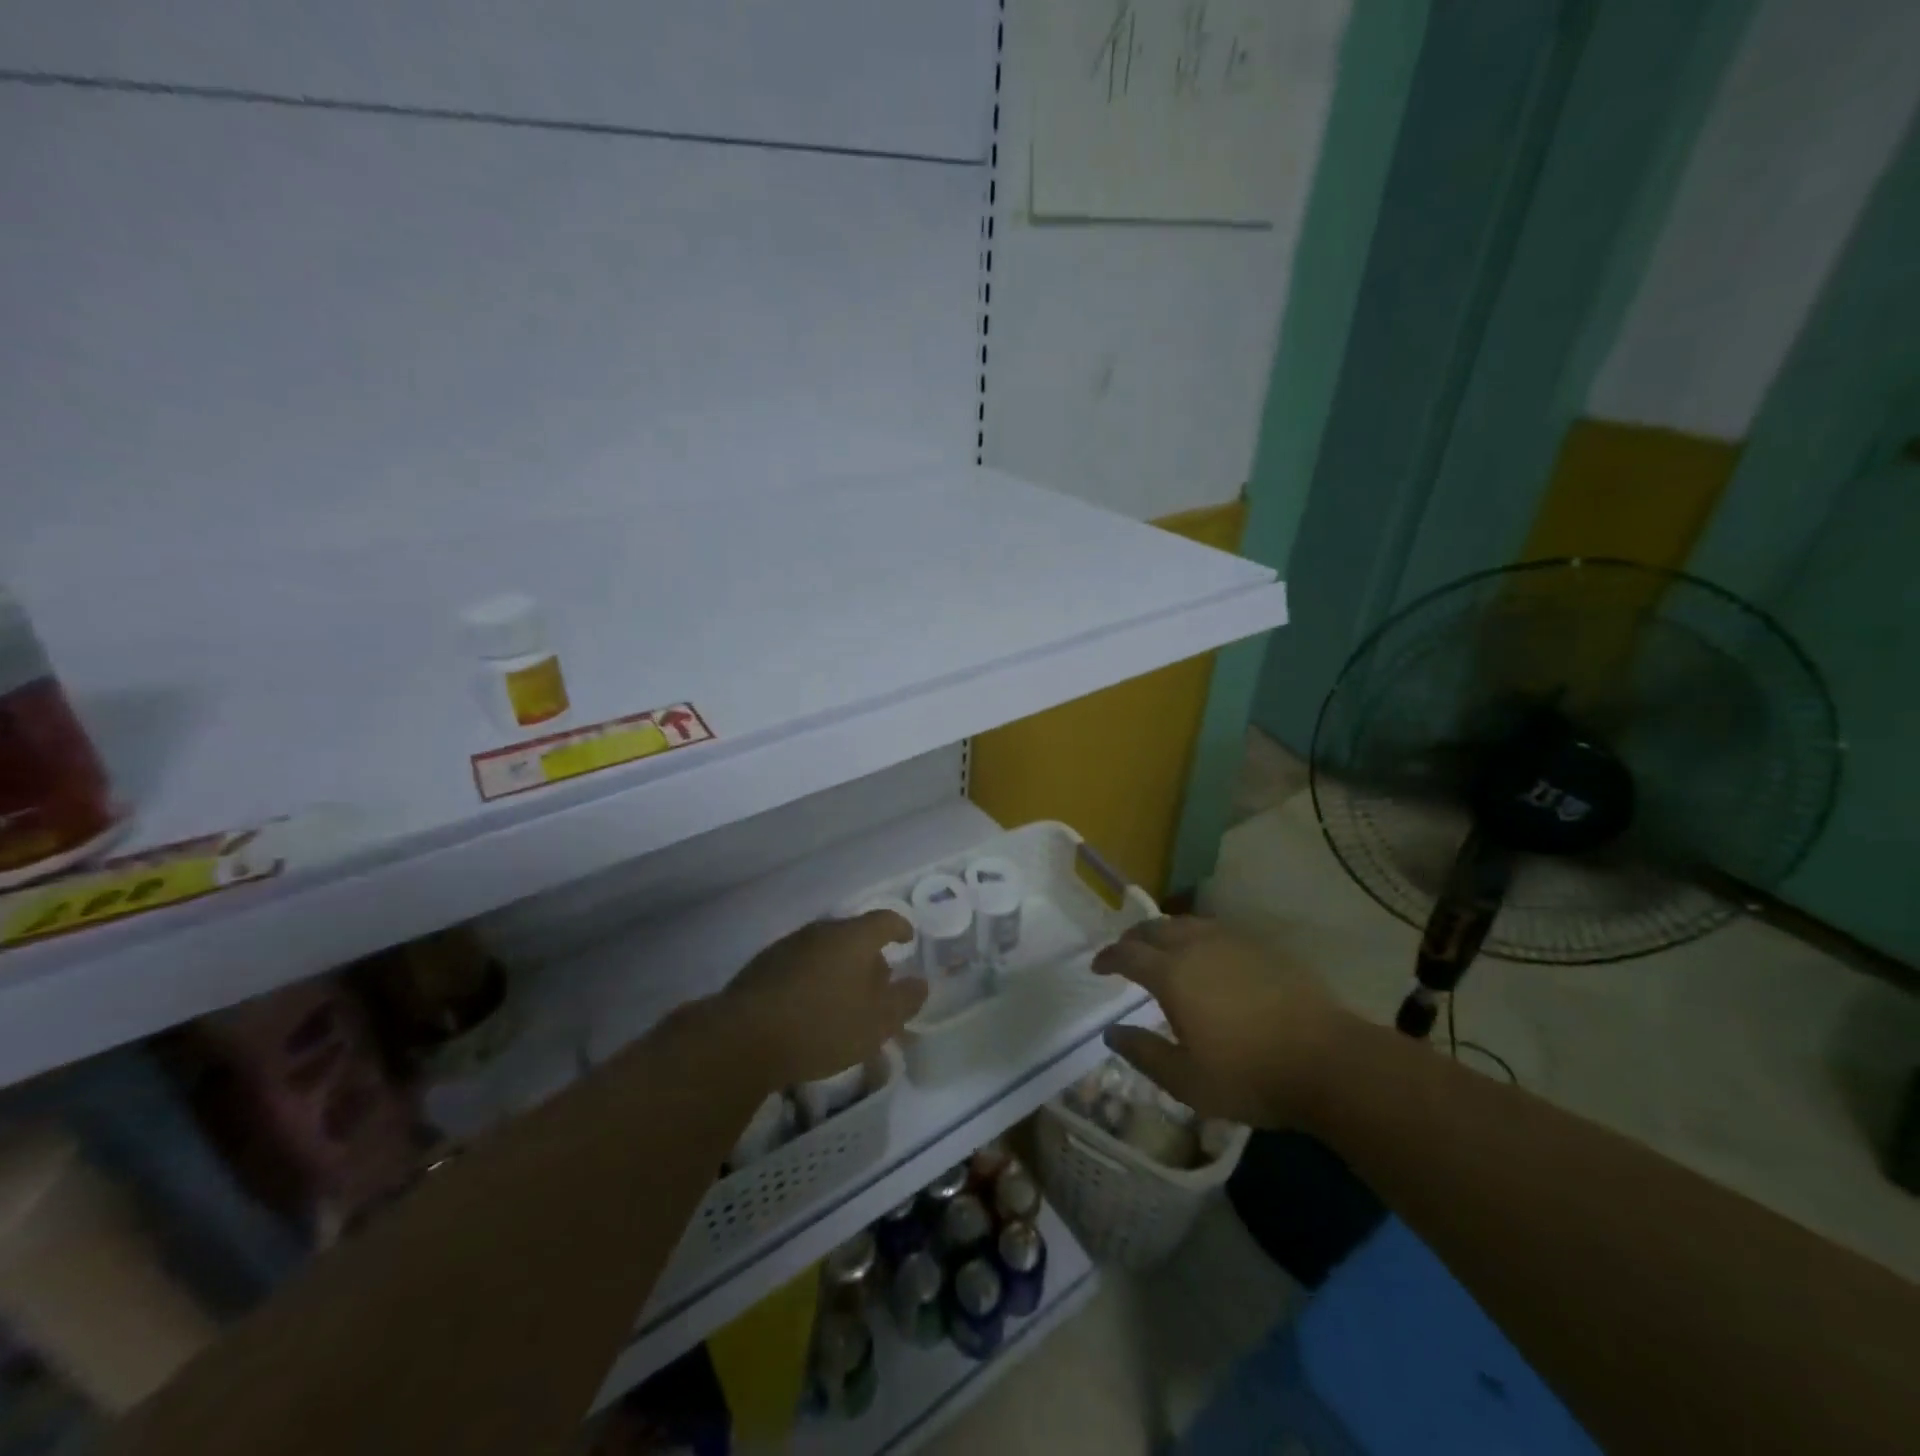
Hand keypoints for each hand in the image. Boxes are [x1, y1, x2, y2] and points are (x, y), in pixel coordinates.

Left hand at [721, 911, 925, 1086]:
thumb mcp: (877, 1022)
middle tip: (879, 987)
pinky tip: (811, 1011)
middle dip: (870, 959)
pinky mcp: (762, 967)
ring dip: (840, 972)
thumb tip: (919, 983)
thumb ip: (904, 1000)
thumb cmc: (823, 1025)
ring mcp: (788, 947)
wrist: (743, 1037)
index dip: (900, 928)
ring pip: (825, 952)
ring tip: (845, 1003)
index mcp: (853, 937)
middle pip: (853, 937)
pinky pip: (801, 968)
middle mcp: (821, 932)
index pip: (885, 920)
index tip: (908, 939)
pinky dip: (814, 982)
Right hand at [1091, 916, 1352, 1127]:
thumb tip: (1111, 1032)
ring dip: (1165, 932)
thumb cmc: (1249, 1076)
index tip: (1098, 967)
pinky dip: (1198, 937)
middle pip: (1155, 929)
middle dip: (1134, 938)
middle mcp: (1197, 946)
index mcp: (1172, 974)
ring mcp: (1233, 942)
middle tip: (1125, 953)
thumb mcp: (1186, 1080)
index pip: (1128, 953)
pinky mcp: (1263, 948)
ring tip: (1162, 949)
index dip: (1108, 958)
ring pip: (1187, 924)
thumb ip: (1143, 1053)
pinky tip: (1207, 957)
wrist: (1329, 1061)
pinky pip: (1217, 931)